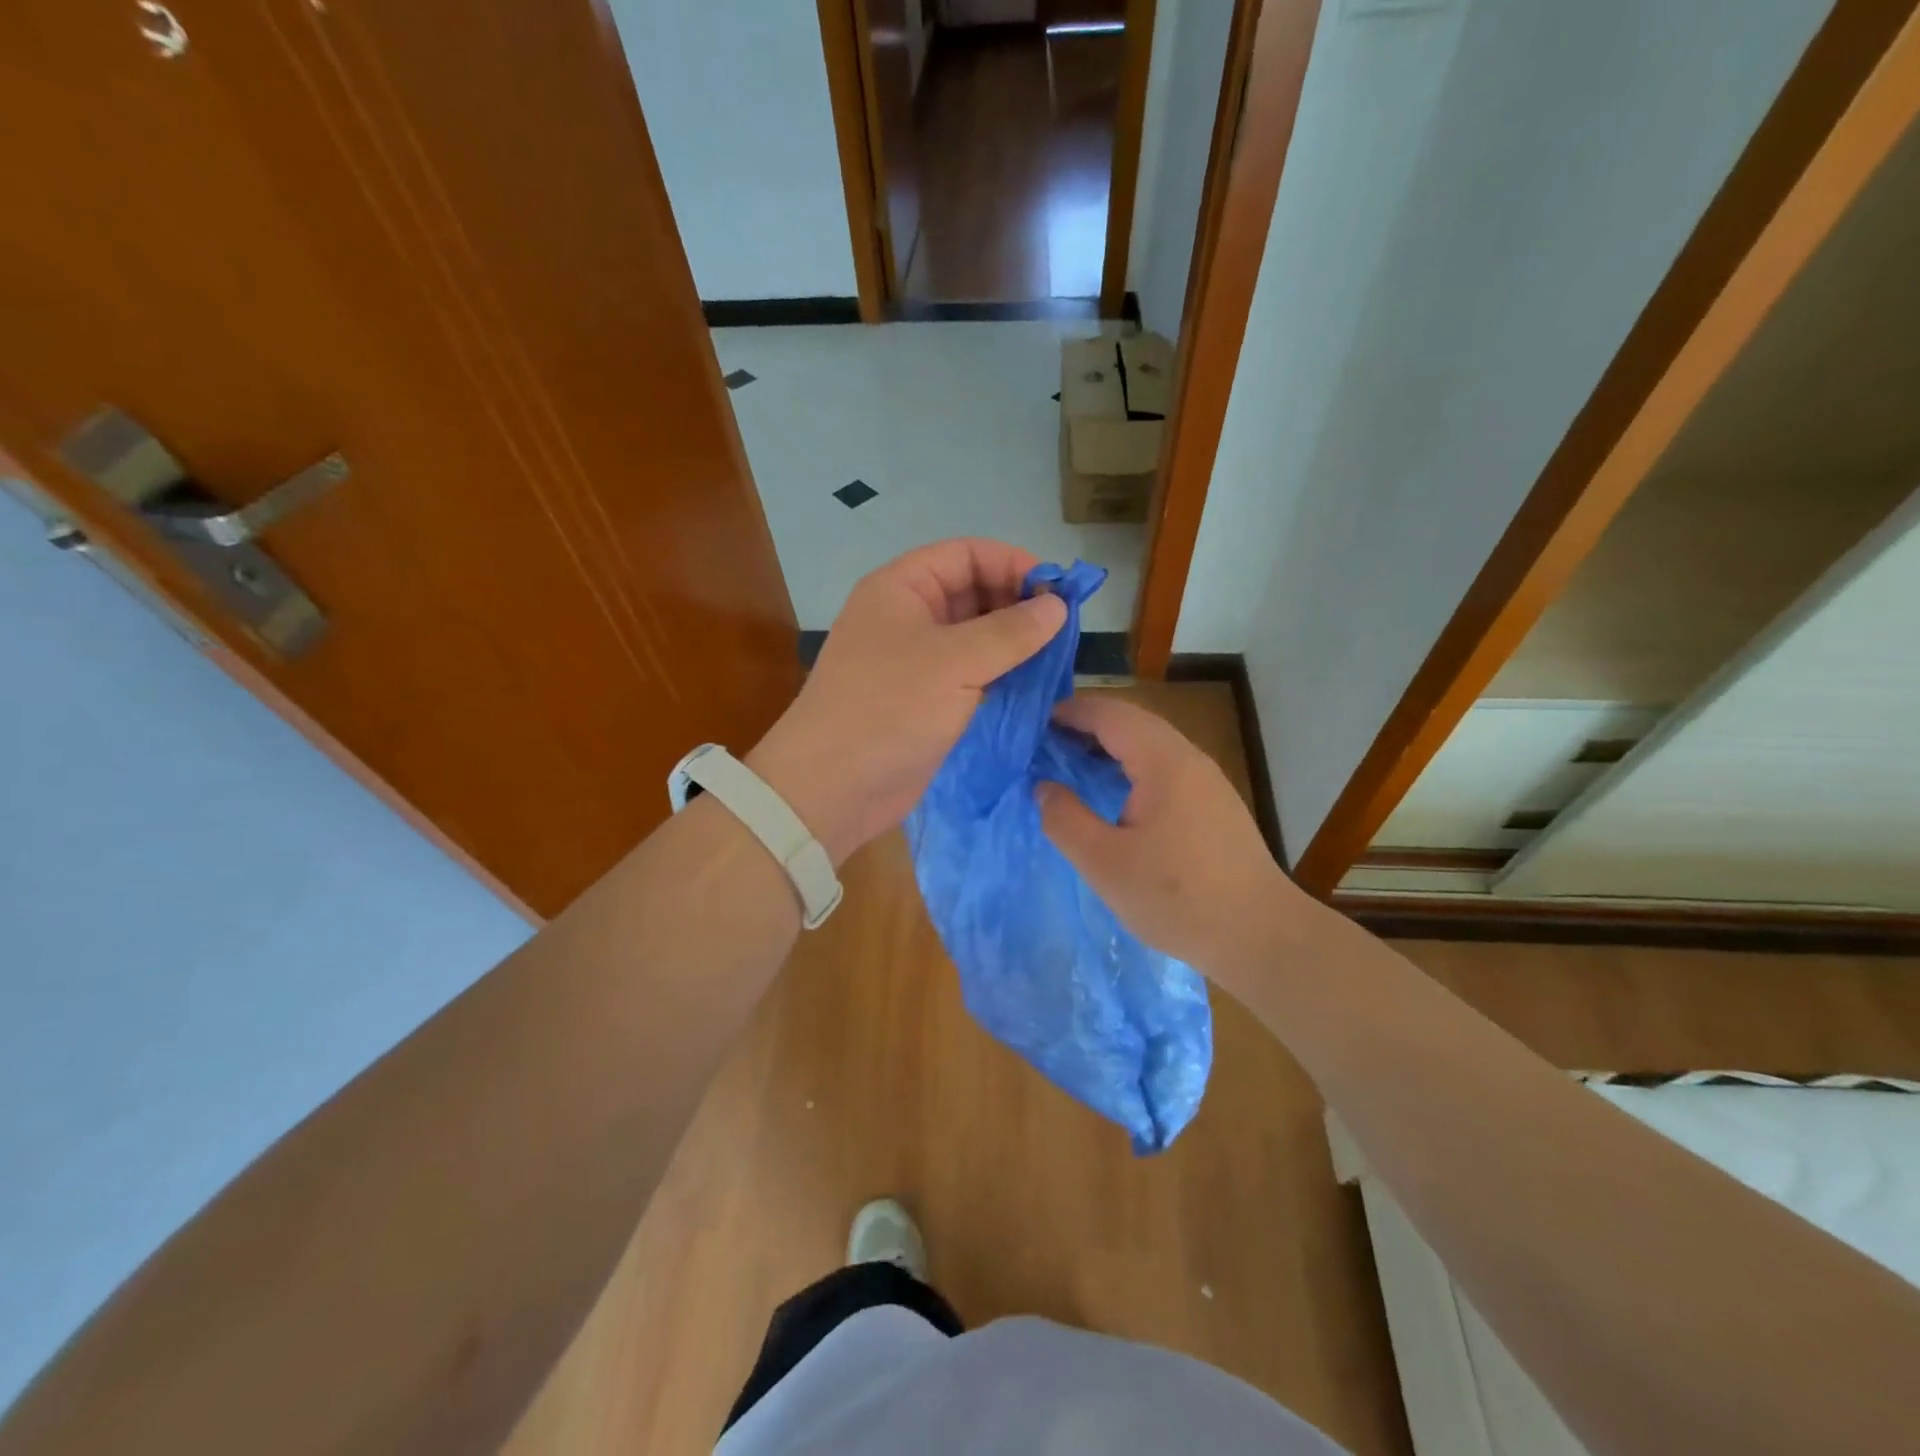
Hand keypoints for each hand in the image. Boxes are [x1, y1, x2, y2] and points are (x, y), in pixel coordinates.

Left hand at [748, 540, 1066, 864]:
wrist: (832, 787)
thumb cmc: (889, 709)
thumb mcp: (955, 662)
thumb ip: (1010, 632)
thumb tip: (1057, 606)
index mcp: (902, 588)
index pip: (966, 554)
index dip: (1013, 564)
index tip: (1058, 591)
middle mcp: (908, 616)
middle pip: (972, 591)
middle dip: (1017, 604)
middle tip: (1064, 628)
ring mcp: (916, 660)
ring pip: (974, 635)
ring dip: (1013, 642)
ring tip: (1057, 656)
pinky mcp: (925, 699)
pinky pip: (970, 673)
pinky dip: (1000, 673)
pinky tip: (1034, 683)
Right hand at [1037, 695, 1310, 981]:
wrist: (1260, 935)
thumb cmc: (1177, 897)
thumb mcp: (1104, 863)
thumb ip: (1065, 820)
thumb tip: (1044, 788)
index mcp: (1164, 762)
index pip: (1110, 715)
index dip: (1070, 712)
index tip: (1033, 723)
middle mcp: (1189, 759)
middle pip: (1132, 722)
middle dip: (1087, 725)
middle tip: (1045, 742)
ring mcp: (1208, 781)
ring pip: (1151, 744)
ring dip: (1110, 746)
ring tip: (1071, 763)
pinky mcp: (1215, 804)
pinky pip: (1165, 767)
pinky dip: (1131, 766)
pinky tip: (1114, 792)